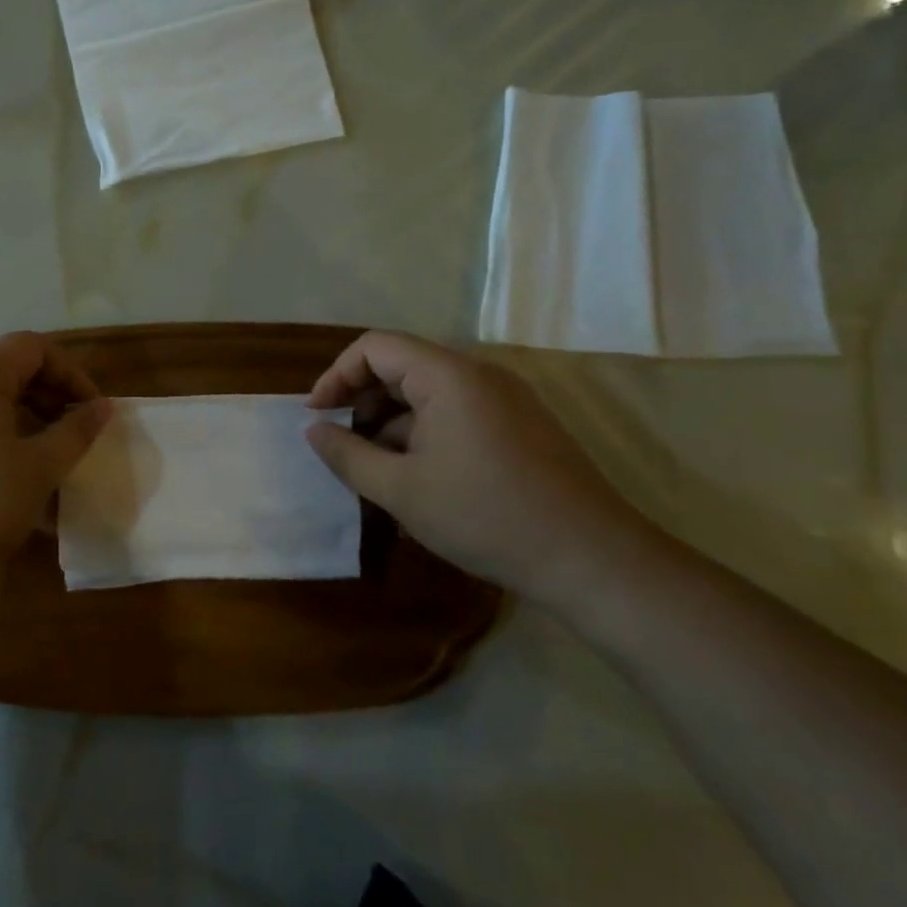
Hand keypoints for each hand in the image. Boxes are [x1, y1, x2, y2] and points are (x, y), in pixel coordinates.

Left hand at [0, 332, 110, 594]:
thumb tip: (102, 407)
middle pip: (6, 367)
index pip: (34, 347)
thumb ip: (76, 431)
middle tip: (71, 435)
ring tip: (41, 458)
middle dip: (47, 396)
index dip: (71, 373)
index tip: (91, 412)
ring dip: (20, 417)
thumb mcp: (39, 469)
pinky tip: (2, 475)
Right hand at [305, 331, 659, 604]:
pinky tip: (415, 478)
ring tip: (373, 469)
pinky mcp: (520, 425)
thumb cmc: (486, 516)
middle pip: (401, 366)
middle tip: (340, 444)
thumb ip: (348, 455)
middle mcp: (478, 374)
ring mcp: (505, 399)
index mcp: (448, 376)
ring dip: (391, 422)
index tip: (316, 416)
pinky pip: (456, 412)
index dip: (336, 375)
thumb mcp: (401, 490)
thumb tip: (314, 430)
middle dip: (362, 400)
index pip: (374, 347)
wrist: (592, 559)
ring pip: (428, 393)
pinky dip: (423, 433)